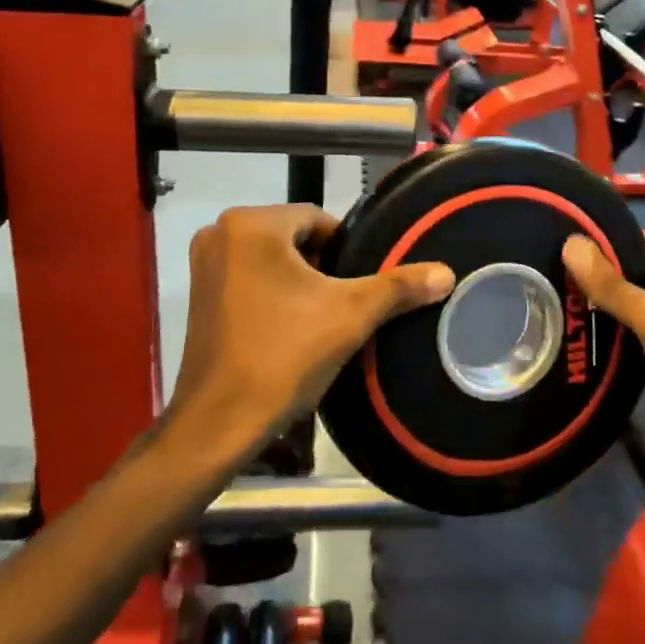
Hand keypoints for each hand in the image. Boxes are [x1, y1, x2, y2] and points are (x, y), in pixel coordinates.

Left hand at [170, 205, 454, 462]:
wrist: (219, 423)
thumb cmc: (283, 356)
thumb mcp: (350, 316)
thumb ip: (398, 287)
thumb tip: (447, 273)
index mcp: (251, 223)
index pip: (318, 220)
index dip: (345, 252)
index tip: (357, 287)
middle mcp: (220, 232)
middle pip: (294, 238)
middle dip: (322, 268)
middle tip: (341, 307)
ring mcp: (204, 264)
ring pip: (271, 259)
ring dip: (298, 282)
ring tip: (318, 321)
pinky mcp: (198, 293)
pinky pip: (249, 278)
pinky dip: (271, 294)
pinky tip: (287, 329)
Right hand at [563, 231, 644, 531]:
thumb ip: (614, 286)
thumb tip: (570, 242)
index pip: (637, 239)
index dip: (601, 236)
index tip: (557, 237)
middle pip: (627, 270)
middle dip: (590, 271)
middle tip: (544, 270)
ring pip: (622, 304)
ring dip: (592, 303)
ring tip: (547, 298)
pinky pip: (623, 334)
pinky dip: (601, 333)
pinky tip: (570, 334)